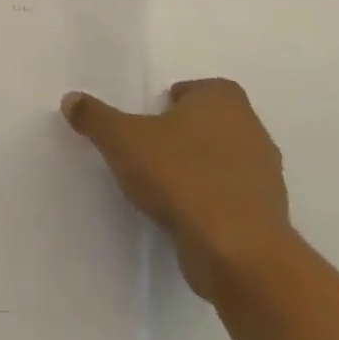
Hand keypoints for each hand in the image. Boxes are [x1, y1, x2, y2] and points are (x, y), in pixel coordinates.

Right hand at [62, 77, 293, 300]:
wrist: (236, 251)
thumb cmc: (180, 176)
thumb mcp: (120, 139)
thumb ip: (94, 116)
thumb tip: (72, 99)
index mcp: (224, 103)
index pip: (203, 88)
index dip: (177, 98)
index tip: (150, 116)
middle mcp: (252, 131)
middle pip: (213, 123)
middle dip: (184, 132)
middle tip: (148, 146)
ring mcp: (266, 176)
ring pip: (224, 160)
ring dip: (197, 167)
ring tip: (161, 182)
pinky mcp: (266, 216)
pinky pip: (231, 196)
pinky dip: (209, 199)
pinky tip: (180, 212)